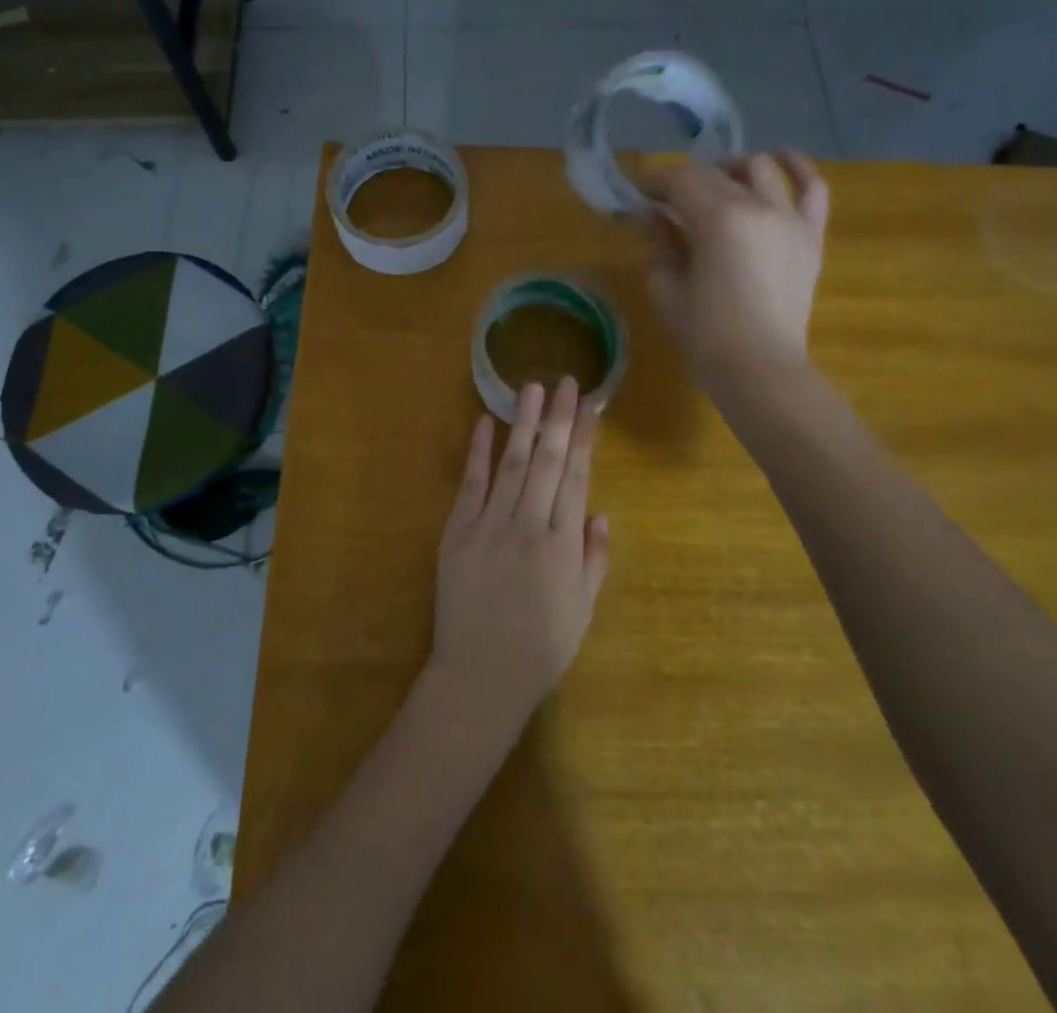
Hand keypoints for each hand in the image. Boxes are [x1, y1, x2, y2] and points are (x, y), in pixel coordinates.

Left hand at [424, 378, 610, 740]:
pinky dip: (478, 453)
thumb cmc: (541, 648)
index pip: (576, 477)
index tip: (589, 405)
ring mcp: (489, 525)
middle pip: (546, 460)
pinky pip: (470, 484)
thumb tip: (599, 511)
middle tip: (565, 381)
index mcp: (563, 544)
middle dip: (558, 418)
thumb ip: (594, 558)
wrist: (480, 676)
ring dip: (522, 423)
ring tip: (531, 388)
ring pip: (511, 463)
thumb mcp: (583, 609)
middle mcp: (529, 525)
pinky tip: (484, 424)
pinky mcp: (457, 532)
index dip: (583, 438)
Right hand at [640, 151, 830, 395]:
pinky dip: (797, 168)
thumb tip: (652, 214)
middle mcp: (757, 206)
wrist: (760, 369)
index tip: (640, 194)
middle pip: (715, 172)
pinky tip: (780, 161)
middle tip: (668, 199)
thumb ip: (660, 241)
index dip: (655, 182)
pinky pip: (813, 188)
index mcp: (717, 220)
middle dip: (685, 179)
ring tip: (718, 183)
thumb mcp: (667, 286)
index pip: (680, 180)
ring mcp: (790, 218)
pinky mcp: (810, 235)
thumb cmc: (705, 334)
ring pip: (760, 168)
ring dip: (732, 168)